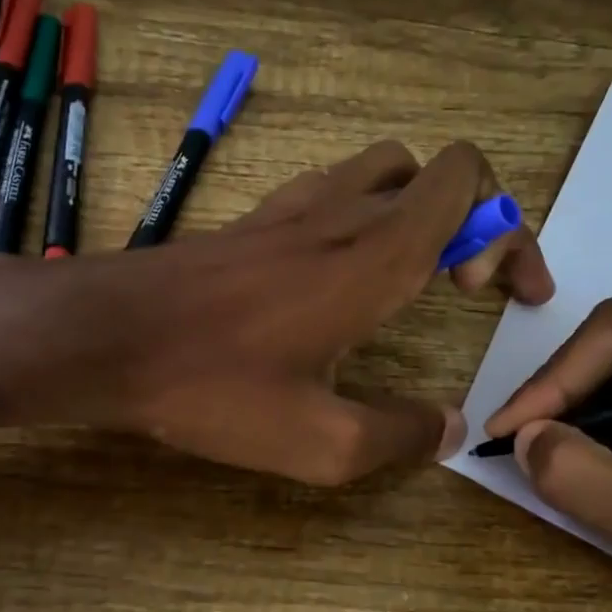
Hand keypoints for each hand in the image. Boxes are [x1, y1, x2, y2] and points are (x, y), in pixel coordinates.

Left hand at [0, 139, 551, 483]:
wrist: (104, 337)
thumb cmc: (213, 386)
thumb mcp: (318, 442)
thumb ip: (397, 436)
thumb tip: (447, 429)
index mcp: (375, 256)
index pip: (468, 183)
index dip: (507, 229)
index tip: (497, 295)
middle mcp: (340, 214)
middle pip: (432, 171)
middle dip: (471, 220)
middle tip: (457, 288)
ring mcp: (289, 209)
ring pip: (378, 170)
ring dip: (412, 209)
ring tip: (405, 275)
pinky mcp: (250, 222)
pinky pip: (326, 191)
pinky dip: (356, 215)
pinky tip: (334, 277)